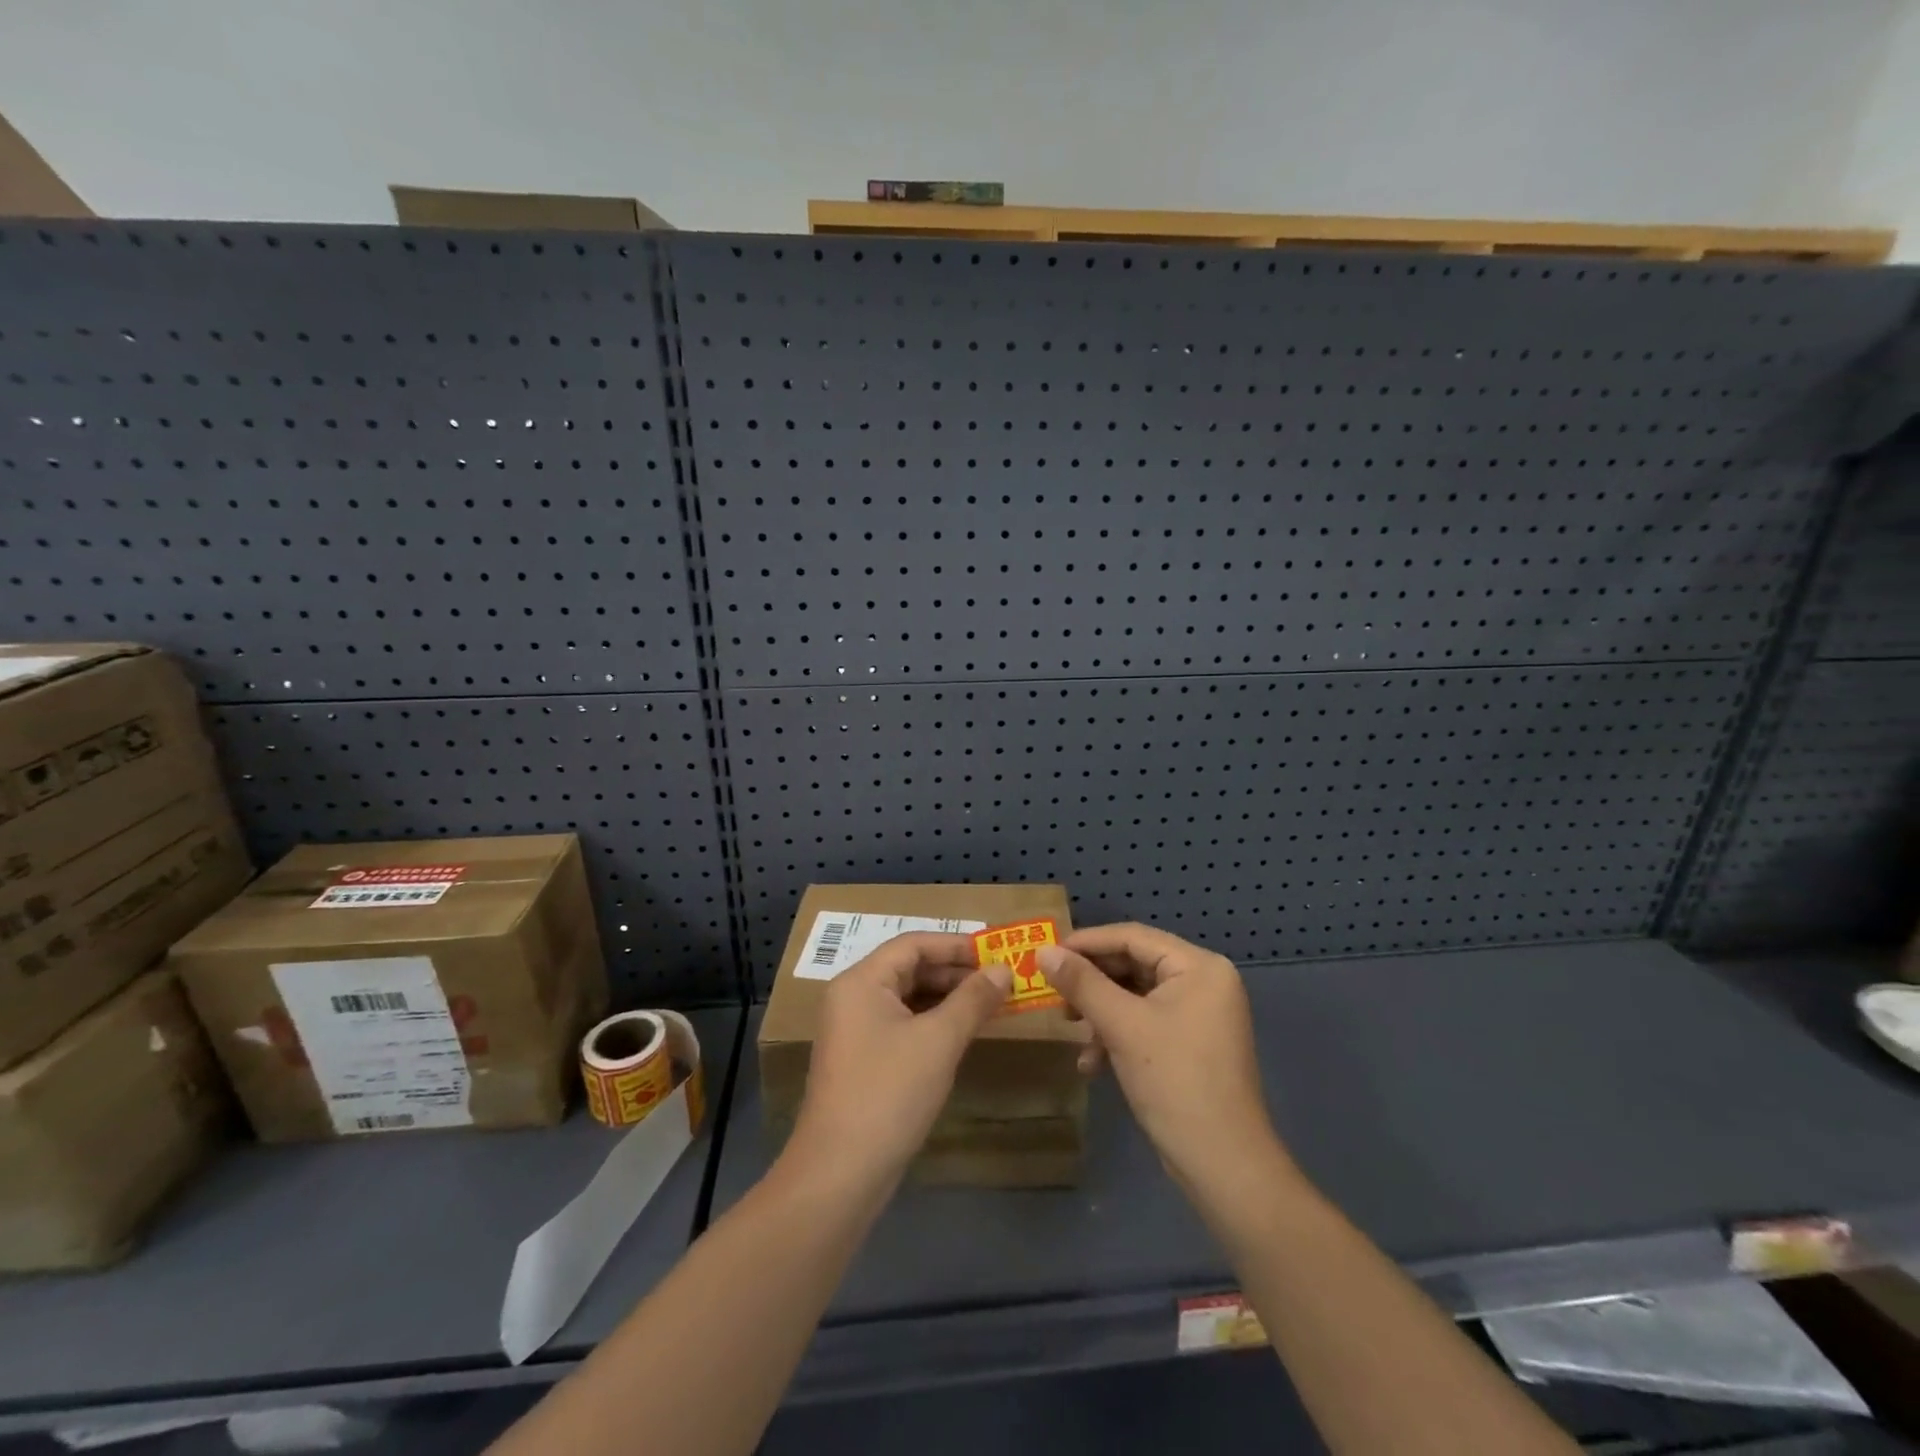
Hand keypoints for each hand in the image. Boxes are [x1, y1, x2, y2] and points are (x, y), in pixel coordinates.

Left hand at [784, 933, 1011, 1196]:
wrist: (840, 1173)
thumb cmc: (889, 1093)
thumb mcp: (938, 1041)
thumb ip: (973, 999)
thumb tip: (1004, 969)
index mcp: (861, 981)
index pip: (913, 944)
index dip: (956, 945)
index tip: (996, 952)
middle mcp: (853, 997)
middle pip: (909, 968)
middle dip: (955, 972)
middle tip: (1000, 980)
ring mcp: (855, 1031)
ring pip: (907, 998)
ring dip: (947, 998)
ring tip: (990, 1004)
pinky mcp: (862, 1060)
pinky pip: (902, 1024)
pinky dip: (933, 1022)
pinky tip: (962, 1033)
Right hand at [1037, 924, 1283, 1191]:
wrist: (1223, 1166)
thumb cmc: (1175, 1082)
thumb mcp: (1122, 1026)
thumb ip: (1081, 983)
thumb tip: (1043, 951)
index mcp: (1199, 967)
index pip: (1133, 937)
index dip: (1087, 943)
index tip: (1046, 955)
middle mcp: (1203, 982)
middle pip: (1133, 965)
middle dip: (1092, 983)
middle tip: (1055, 996)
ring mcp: (1199, 1015)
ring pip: (1135, 996)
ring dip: (1100, 1013)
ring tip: (1071, 1031)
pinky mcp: (1190, 1045)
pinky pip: (1145, 1023)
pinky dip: (1117, 1036)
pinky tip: (1092, 1064)